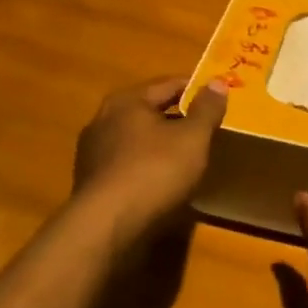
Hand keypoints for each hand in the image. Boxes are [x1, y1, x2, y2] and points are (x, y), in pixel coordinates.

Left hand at [72, 75, 227, 247]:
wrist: (106, 226)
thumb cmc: (154, 171)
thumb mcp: (193, 138)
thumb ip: (207, 109)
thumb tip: (217, 82)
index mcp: (127, 101)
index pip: (168, 84)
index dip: (196, 89)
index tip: (218, 99)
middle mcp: (104, 118)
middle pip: (149, 110)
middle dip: (177, 117)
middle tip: (205, 128)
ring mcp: (92, 151)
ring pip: (136, 138)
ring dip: (159, 143)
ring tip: (186, 156)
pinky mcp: (90, 181)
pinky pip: (126, 163)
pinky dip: (145, 165)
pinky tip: (161, 181)